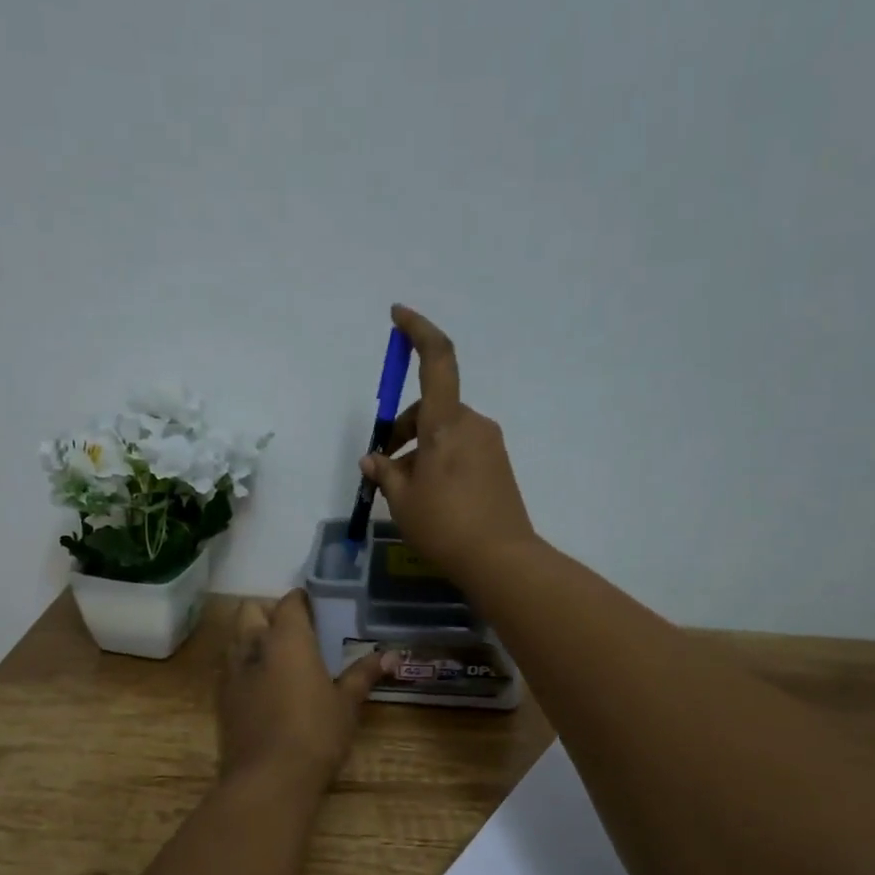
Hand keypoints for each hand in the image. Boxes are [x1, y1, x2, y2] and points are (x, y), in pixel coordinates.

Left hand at [218, 590, 391, 790]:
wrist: (268, 779)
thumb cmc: (315, 734)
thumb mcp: (346, 704)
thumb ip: (363, 675)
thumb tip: (391, 655)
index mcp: (287, 639)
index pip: (290, 602)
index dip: (302, 600)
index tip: (317, 608)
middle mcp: (253, 645)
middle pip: (251, 610)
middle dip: (270, 612)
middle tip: (295, 631)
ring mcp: (232, 672)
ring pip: (235, 636)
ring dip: (252, 635)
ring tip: (278, 656)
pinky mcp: (221, 698)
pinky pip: (230, 666)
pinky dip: (244, 664)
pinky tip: (263, 684)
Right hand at [361, 305, 537, 587]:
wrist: (501, 560)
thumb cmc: (444, 526)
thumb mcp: (402, 501)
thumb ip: (385, 473)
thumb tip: (374, 460)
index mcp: (446, 424)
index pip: (437, 360)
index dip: (418, 331)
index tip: (398, 315)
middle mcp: (472, 424)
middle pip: (431, 409)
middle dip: (403, 430)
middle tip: (384, 468)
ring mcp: (489, 444)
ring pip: (445, 433)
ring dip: (421, 450)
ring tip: (405, 493)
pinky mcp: (498, 465)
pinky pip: (461, 450)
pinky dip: (440, 461)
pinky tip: (431, 497)